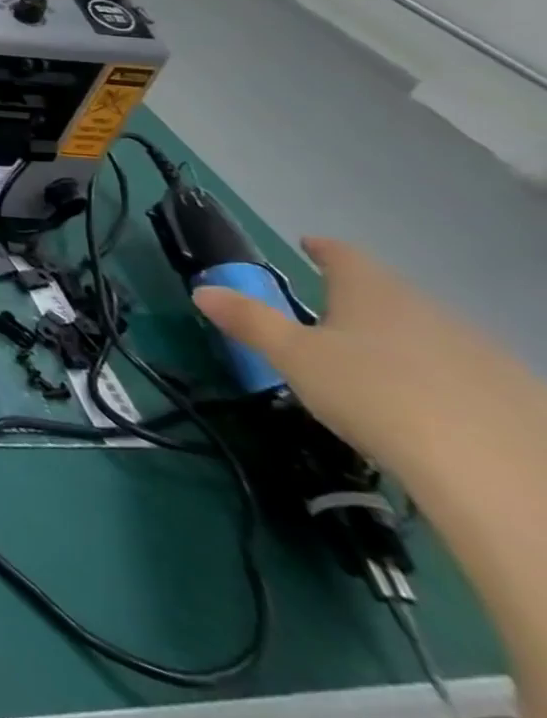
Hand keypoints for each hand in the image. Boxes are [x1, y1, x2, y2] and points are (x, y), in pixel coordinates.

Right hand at [194, 238, 542, 484]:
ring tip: (376, 366)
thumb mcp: (293, 358)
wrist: (497, 472)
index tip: (309, 245)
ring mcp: (482, 351)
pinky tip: (430, 407)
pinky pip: (467, 372)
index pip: (344, 255)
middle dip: (360, 300)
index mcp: (372, 292)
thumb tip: (202, 290)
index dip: (323, 249)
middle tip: (330, 317)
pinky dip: (441, 378)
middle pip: (388, 293)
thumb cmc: (372, 394)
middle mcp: (429, 309)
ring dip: (402, 340)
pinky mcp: (518, 394)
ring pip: (430, 332)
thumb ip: (249, 321)